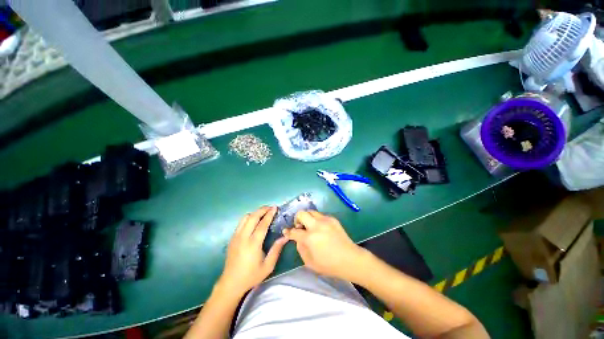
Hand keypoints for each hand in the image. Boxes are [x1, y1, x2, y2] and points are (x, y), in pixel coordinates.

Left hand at [218, 206, 287, 295]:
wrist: (231, 283)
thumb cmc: (251, 275)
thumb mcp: (268, 266)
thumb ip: (276, 249)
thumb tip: (285, 236)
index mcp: (253, 244)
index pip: (262, 224)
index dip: (269, 214)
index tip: (275, 208)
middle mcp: (243, 237)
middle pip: (252, 217)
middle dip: (262, 210)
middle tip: (270, 207)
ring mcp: (235, 237)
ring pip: (245, 218)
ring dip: (255, 213)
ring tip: (263, 213)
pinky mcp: (232, 238)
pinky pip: (241, 223)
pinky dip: (249, 218)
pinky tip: (254, 221)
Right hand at [282, 211, 367, 281]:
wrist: (350, 259)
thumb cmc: (329, 265)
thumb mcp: (310, 262)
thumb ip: (300, 248)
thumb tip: (298, 238)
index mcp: (310, 238)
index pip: (294, 231)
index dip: (288, 232)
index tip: (286, 231)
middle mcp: (317, 225)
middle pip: (301, 213)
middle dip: (297, 219)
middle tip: (300, 227)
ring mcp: (326, 220)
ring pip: (311, 212)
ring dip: (307, 218)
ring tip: (310, 227)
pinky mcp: (333, 219)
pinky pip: (321, 215)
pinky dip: (317, 220)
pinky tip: (321, 229)